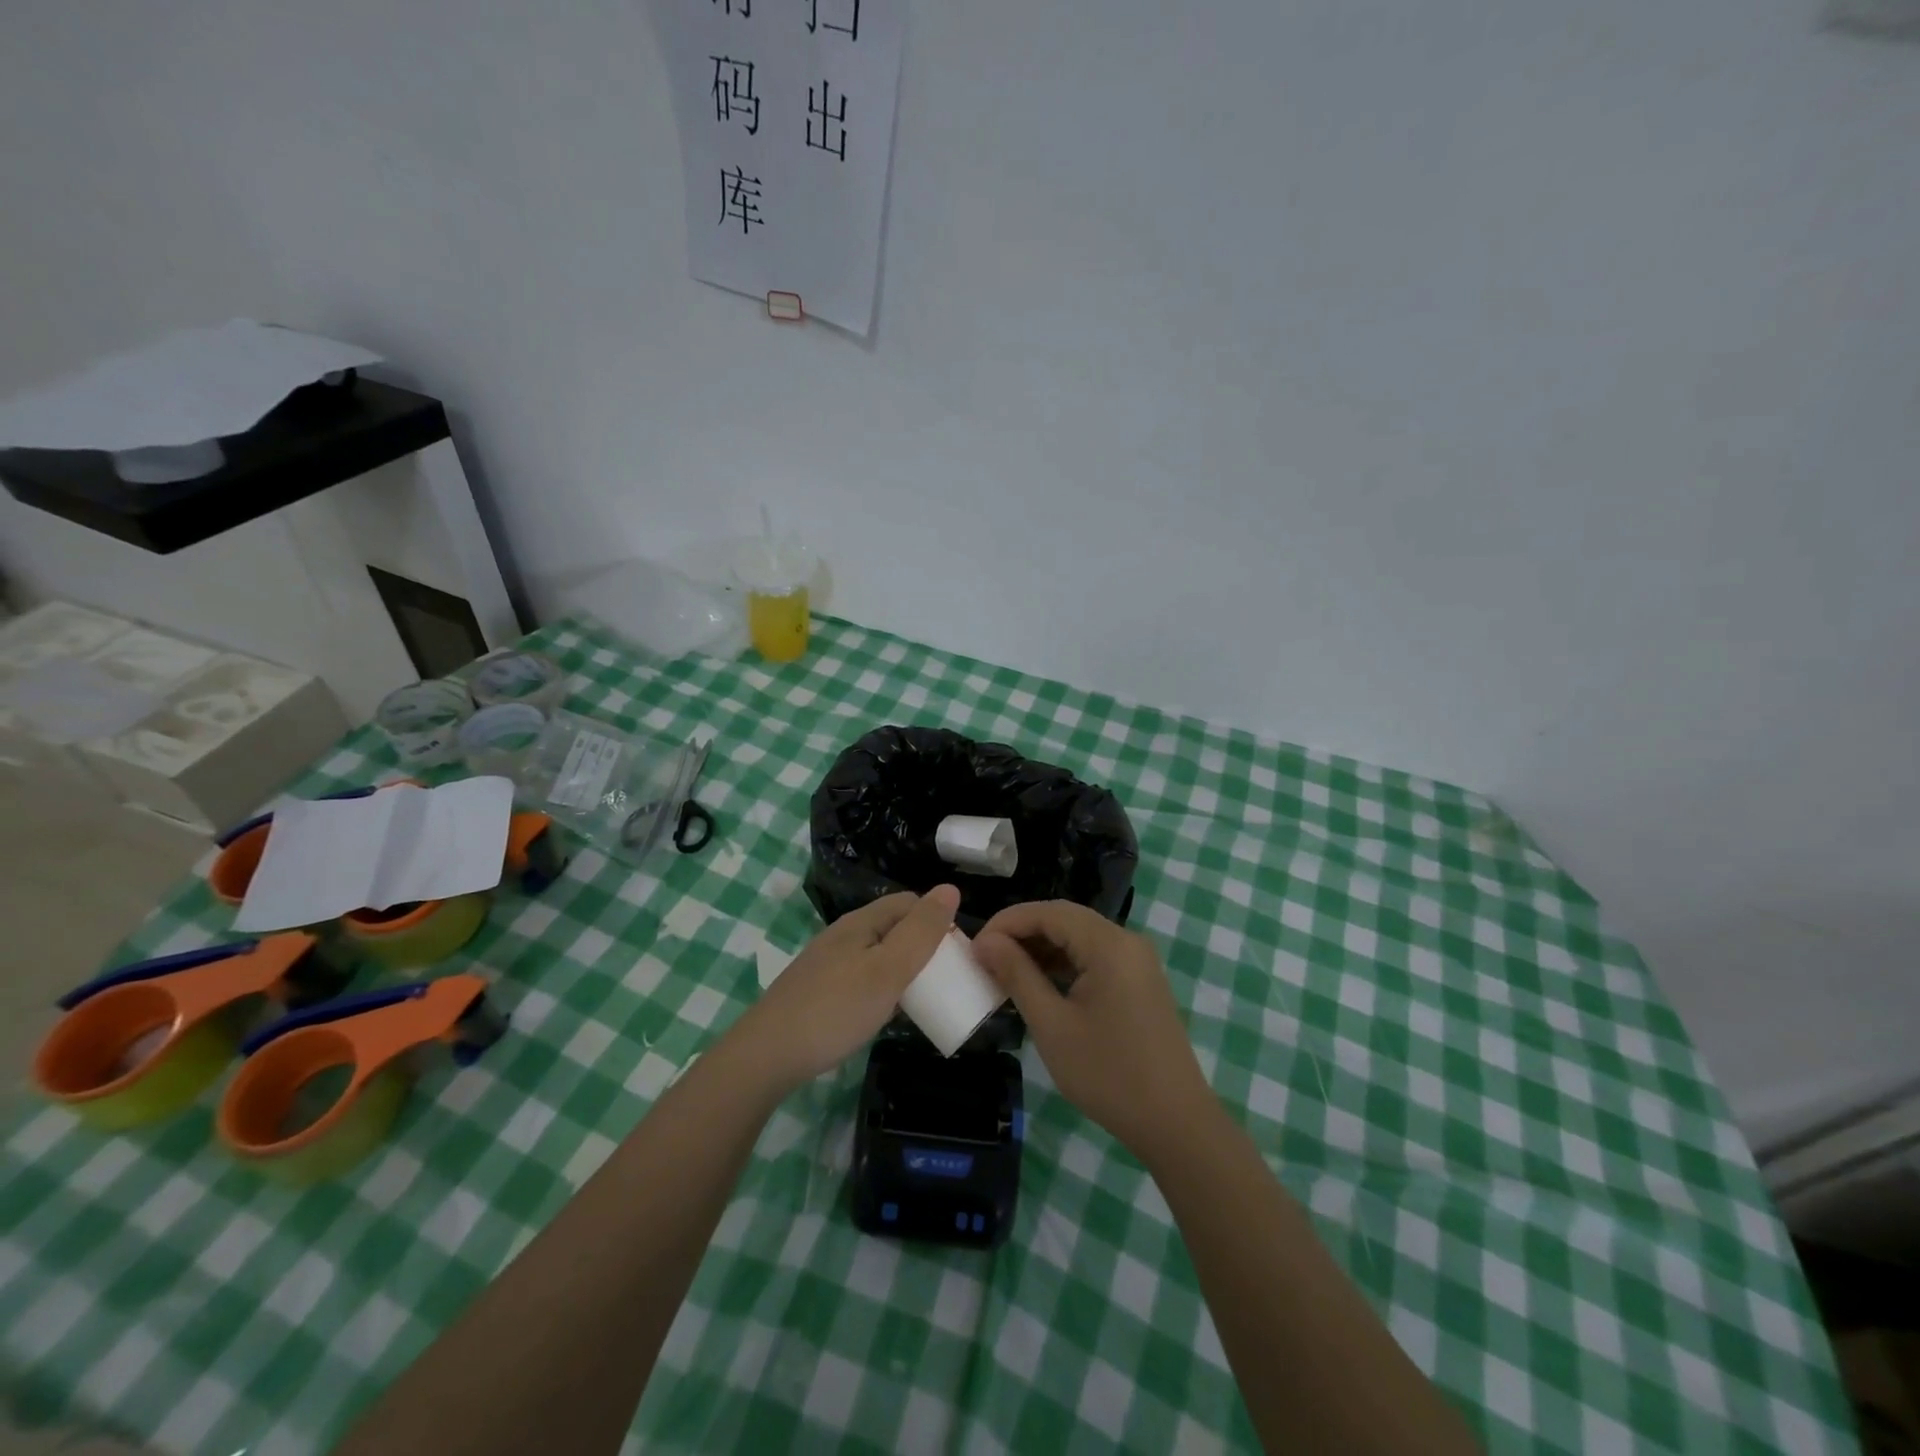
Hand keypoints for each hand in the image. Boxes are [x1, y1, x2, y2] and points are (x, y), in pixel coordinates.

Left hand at [731, 885, 961, 1093]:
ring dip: (904, 971)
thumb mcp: (888, 970)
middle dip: (923, 947)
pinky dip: (882, 990)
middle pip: (894, 928)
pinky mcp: (819, 990)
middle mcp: (844, 935)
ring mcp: (829, 963)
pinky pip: (863, 979)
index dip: (937, 920)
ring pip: (879, 955)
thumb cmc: (836, 1009)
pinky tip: (885, 1014)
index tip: (957, 955)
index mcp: (861, 922)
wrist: (767, 1055)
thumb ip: (921, 931)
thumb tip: (950, 889)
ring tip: (921, 1000)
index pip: (910, 902)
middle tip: (944, 981)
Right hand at [975, 901, 1215, 1160]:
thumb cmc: (1108, 1074)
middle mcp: (1126, 941)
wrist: (1175, 1123)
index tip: (975, 947)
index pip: (1048, 912)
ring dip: (1041, 948)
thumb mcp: (1052, 1025)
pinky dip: (1064, 964)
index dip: (1007, 922)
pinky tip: (1040, 985)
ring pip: (1079, 937)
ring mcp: (1137, 961)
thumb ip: (1017, 975)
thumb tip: (985, 942)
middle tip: (986, 958)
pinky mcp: (1139, 981)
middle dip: (1022, 933)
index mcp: (1108, 944)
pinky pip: (1094, 956)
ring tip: (1005, 972)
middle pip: (1064, 919)